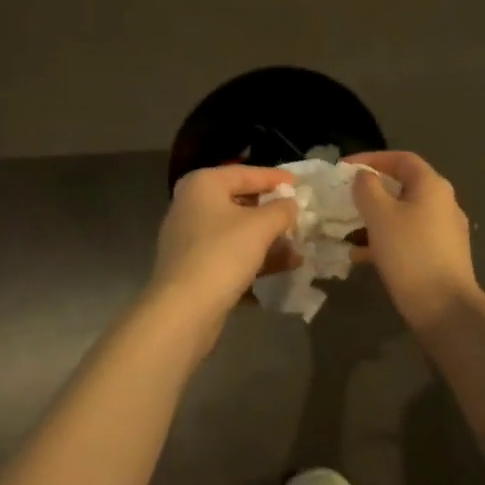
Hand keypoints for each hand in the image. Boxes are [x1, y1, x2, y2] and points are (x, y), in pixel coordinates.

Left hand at [149, 165, 297, 340]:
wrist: (183, 310)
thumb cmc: (222, 254)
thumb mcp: (261, 226)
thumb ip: (281, 209)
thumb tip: (291, 204)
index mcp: (203, 184)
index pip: (246, 173)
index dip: (276, 178)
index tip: (301, 186)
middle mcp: (192, 204)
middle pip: (241, 201)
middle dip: (273, 212)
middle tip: (300, 216)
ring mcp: (190, 237)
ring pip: (237, 231)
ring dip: (268, 239)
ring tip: (299, 247)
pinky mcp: (193, 266)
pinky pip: (230, 253)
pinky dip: (254, 257)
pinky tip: (283, 268)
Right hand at [349, 151, 480, 325]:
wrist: (446, 309)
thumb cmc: (410, 253)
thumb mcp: (380, 215)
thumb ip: (368, 188)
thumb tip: (365, 177)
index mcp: (432, 186)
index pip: (401, 159)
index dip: (371, 158)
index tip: (344, 169)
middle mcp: (443, 203)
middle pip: (403, 186)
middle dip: (371, 191)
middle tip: (345, 199)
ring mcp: (445, 231)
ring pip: (404, 214)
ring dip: (375, 218)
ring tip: (347, 229)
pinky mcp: (442, 256)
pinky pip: (409, 237)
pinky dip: (386, 239)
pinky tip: (362, 257)